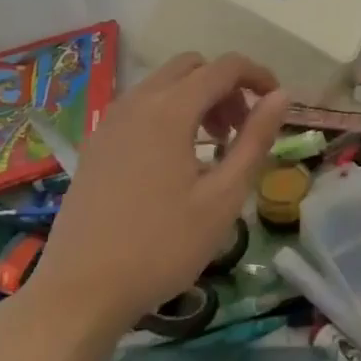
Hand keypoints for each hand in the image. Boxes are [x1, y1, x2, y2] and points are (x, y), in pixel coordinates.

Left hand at [21, 52, 287, 336]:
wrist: (78, 294)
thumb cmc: (161, 246)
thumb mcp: (223, 197)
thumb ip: (255, 140)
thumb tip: (281, 96)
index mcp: (170, 110)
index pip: (225, 66)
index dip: (257, 75)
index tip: (276, 103)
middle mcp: (137, 102)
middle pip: (192, 67)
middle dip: (225, 86)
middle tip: (240, 129)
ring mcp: (110, 122)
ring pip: (164, 84)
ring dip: (196, 98)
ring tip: (213, 147)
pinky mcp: (95, 144)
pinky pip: (140, 106)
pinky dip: (168, 112)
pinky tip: (174, 160)